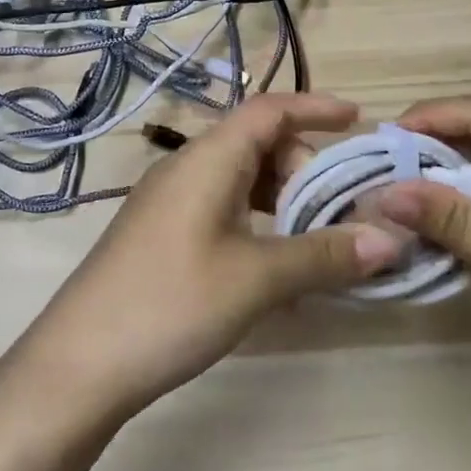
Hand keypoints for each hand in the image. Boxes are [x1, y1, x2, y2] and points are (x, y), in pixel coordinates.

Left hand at [17, 94, 407, 421]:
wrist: (78, 363)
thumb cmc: (172, 303)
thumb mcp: (257, 279)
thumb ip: (324, 255)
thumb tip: (392, 239)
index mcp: (209, 158)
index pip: (269, 110)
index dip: (315, 108)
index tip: (359, 120)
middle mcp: (188, 167)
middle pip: (258, 145)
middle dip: (306, 169)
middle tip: (342, 211)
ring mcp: (170, 200)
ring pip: (241, 180)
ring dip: (283, 201)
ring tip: (317, 241)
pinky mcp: (162, 233)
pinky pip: (222, 208)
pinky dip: (257, 224)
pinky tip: (275, 270)